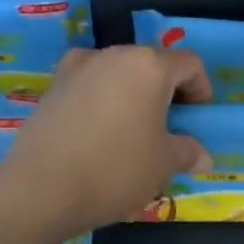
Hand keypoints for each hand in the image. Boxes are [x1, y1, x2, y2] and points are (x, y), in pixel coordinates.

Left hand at [1, 46, 212, 230]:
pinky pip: (89, 84)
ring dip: (132, 93)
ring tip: (131, 129)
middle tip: (168, 127)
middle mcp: (114, 55)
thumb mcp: (163, 164)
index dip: (201, 91)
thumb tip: (201, 155)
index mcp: (149, 66)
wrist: (42, 188)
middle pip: (151, 64)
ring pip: (118, 72)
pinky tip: (97, 129)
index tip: (197, 121)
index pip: (189, 65)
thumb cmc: (115, 170)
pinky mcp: (53, 85)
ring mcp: (78, 67)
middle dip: (165, 91)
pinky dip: (100, 98)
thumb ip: (188, 152)